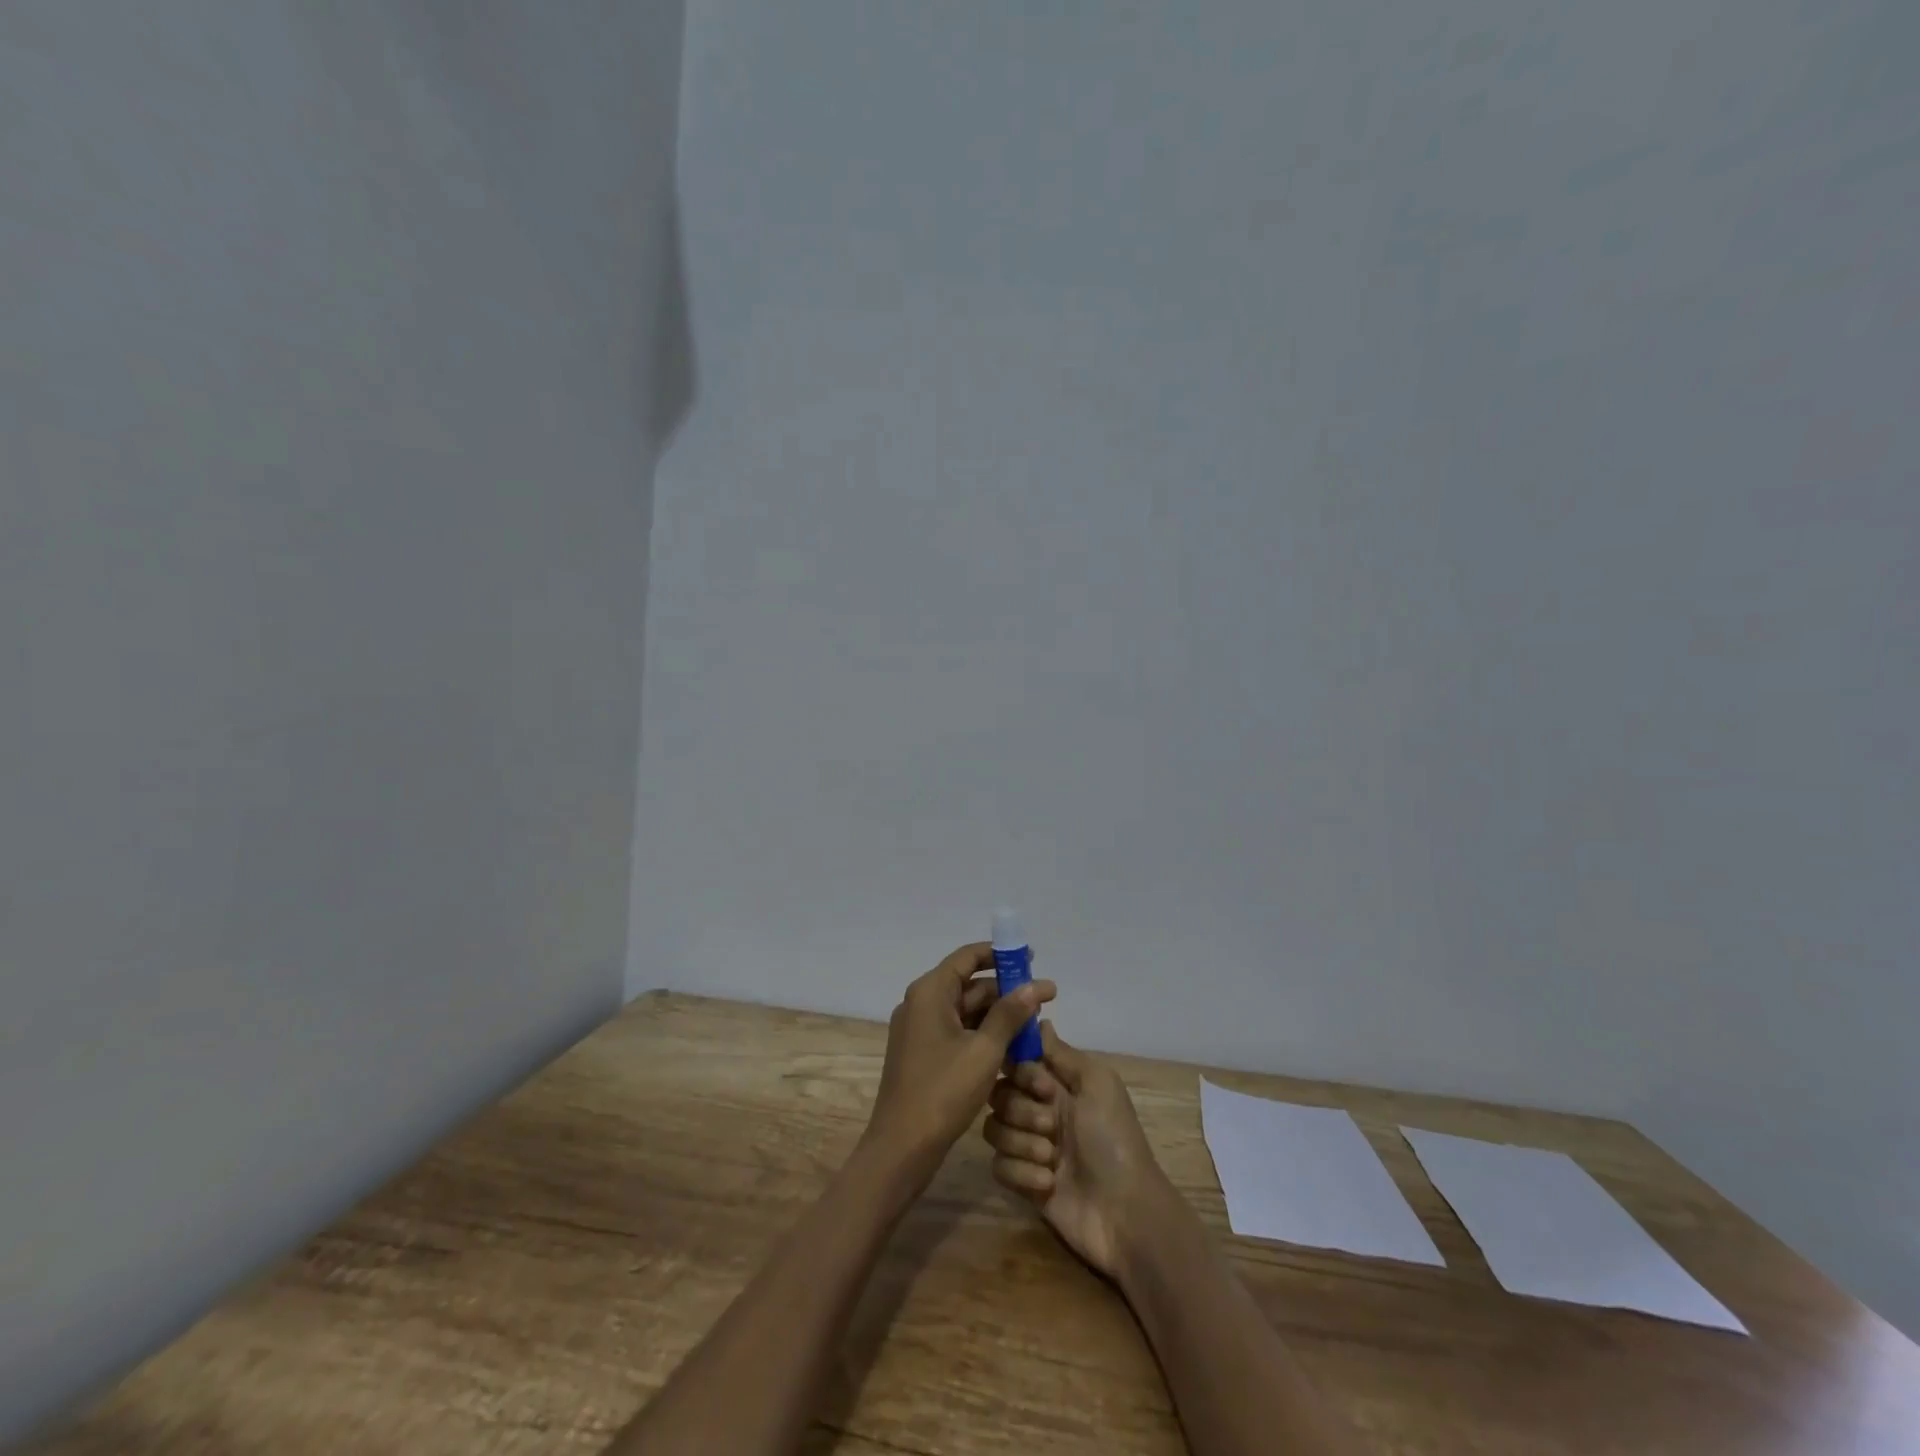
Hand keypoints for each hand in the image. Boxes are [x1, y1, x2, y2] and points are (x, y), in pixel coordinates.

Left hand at [862, 943, 1056, 1189]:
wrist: (901, 1148)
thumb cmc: (942, 1092)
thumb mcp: (984, 1051)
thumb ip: (1010, 1015)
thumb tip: (1036, 986)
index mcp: (930, 992)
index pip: (968, 957)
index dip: (1000, 954)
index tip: (1031, 957)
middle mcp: (921, 1003)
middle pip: (969, 984)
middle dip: (1006, 991)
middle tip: (1044, 998)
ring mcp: (920, 1030)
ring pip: (966, 1011)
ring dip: (998, 1016)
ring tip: (1035, 1025)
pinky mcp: (923, 1054)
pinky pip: (958, 1032)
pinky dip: (983, 1035)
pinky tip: (1013, 1048)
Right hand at [983, 1023, 1174, 1278]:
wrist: (1125, 1213)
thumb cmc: (1113, 1140)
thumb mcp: (1098, 1085)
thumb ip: (1063, 1053)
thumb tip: (1038, 1020)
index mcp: (1058, 1085)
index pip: (1016, 1062)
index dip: (1021, 1072)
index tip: (1043, 1087)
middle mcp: (1039, 1111)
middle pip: (999, 1094)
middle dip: (1021, 1110)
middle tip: (1051, 1126)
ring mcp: (1030, 1147)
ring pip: (994, 1129)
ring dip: (1022, 1142)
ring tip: (1051, 1158)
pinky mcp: (1022, 1182)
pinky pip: (998, 1166)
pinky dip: (1021, 1173)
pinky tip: (1048, 1183)